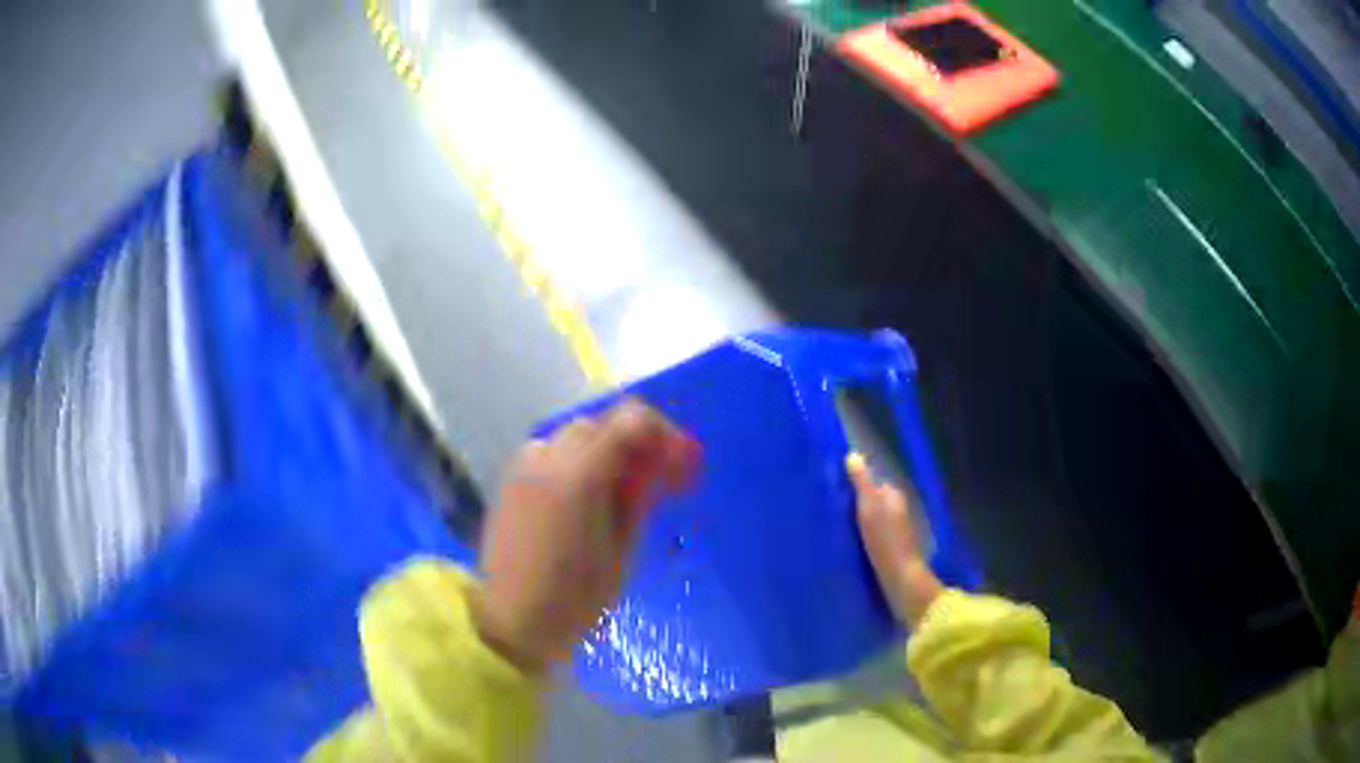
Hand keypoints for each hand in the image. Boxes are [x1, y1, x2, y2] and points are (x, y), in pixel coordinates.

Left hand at [474, 400, 699, 672]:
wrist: (511, 622)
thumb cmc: (575, 598)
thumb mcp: (622, 550)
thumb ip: (639, 496)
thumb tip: (662, 465)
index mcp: (580, 474)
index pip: (630, 420)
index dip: (664, 434)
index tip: (681, 463)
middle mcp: (547, 458)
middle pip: (600, 424)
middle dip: (633, 442)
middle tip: (655, 479)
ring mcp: (522, 468)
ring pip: (572, 436)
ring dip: (601, 450)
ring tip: (618, 490)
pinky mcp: (509, 482)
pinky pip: (548, 453)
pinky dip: (573, 462)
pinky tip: (583, 498)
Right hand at [849, 453, 943, 627]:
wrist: (901, 579)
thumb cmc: (885, 541)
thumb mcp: (869, 508)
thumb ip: (862, 483)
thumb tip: (852, 455)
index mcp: (893, 496)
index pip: (872, 483)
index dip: (854, 484)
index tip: (832, 488)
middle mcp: (897, 510)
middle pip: (873, 501)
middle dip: (855, 503)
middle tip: (828, 508)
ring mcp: (896, 532)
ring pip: (873, 520)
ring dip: (858, 522)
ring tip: (833, 527)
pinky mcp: (891, 550)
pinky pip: (873, 536)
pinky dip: (862, 537)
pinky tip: (847, 545)